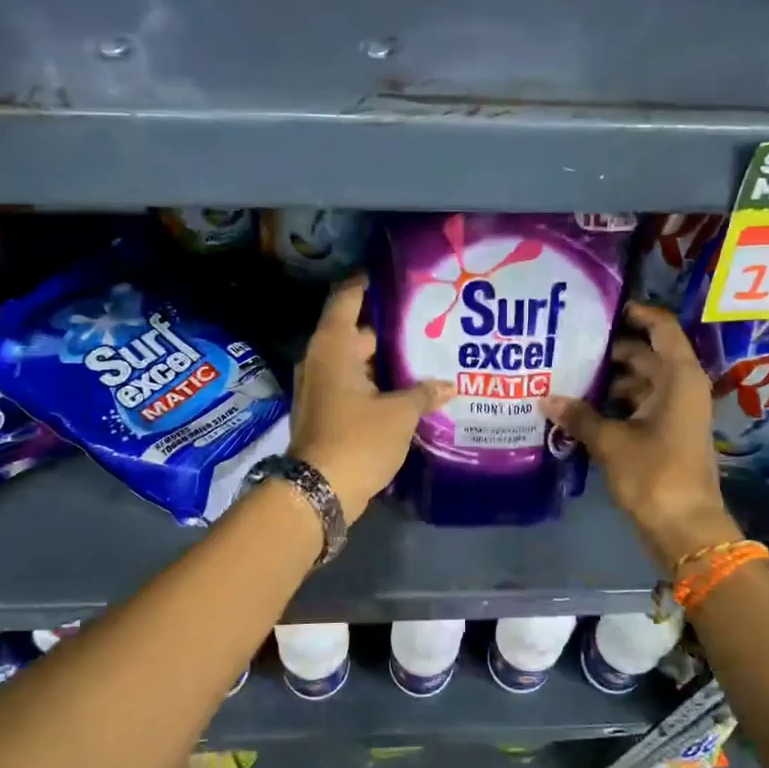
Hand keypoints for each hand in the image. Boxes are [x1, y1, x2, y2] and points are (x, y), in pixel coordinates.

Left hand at [290, 274, 453, 523]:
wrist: (319, 492)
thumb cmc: (357, 440)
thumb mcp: (399, 414)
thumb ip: (424, 393)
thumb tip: (449, 385)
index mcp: (334, 347)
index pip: (348, 297)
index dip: (369, 282)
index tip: (396, 275)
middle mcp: (321, 360)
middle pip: (357, 331)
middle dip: (391, 328)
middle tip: (429, 321)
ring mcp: (320, 387)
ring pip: (357, 362)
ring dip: (386, 360)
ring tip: (426, 354)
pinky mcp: (326, 412)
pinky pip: (354, 385)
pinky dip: (377, 383)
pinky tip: (408, 389)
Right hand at [543, 302, 740, 569]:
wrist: (686, 528)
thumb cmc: (655, 475)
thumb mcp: (612, 442)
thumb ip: (579, 416)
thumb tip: (546, 398)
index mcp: (678, 377)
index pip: (661, 328)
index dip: (636, 313)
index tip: (601, 309)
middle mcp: (681, 387)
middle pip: (645, 355)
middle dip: (609, 351)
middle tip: (568, 345)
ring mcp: (676, 412)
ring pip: (639, 382)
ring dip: (608, 380)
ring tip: (567, 376)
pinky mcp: (667, 434)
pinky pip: (639, 405)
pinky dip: (614, 404)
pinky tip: (581, 409)